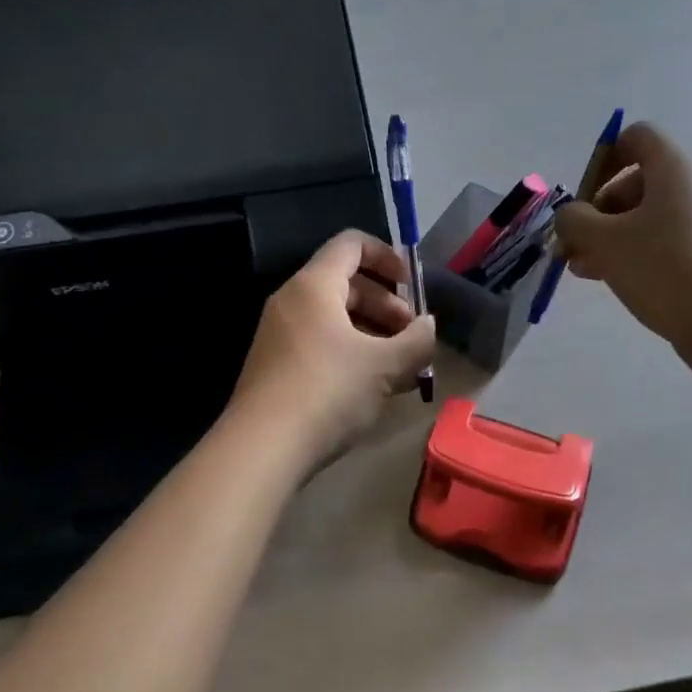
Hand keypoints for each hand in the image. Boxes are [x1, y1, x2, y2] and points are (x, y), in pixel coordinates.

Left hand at [227, 231, 436, 472]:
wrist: (262, 447)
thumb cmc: (328, 391)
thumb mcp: (385, 366)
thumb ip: (417, 341)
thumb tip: (428, 326)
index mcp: (314, 285)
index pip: (352, 244)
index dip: (387, 256)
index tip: (412, 285)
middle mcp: (292, 300)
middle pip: (346, 283)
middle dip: (386, 304)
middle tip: (411, 336)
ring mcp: (279, 334)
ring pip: (334, 318)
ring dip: (372, 334)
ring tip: (401, 368)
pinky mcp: (275, 365)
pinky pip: (320, 343)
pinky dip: (350, 352)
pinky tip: (374, 386)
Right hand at [552, 122, 691, 382]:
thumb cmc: (662, 266)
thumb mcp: (604, 239)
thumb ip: (574, 220)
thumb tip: (570, 216)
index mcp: (674, 170)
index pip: (638, 137)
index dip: (605, 157)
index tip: (584, 193)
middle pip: (636, 182)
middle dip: (598, 210)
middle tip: (575, 242)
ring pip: (646, 218)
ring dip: (609, 237)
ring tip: (581, 268)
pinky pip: (662, 243)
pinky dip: (633, 254)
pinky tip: (608, 280)